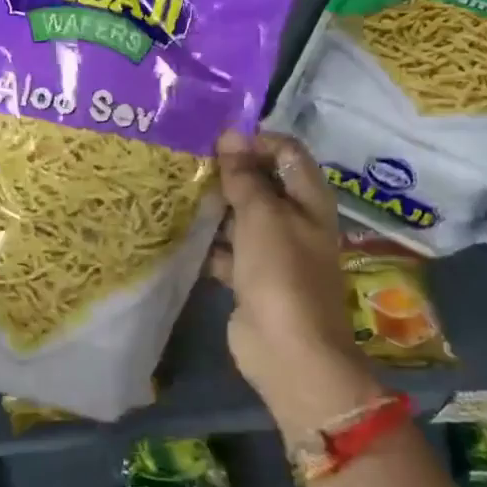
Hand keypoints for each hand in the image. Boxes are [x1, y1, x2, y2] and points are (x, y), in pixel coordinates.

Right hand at [208, 131, 382, 438]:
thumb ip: (245, 177)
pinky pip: (227, 250)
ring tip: (177, 190)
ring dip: (215, 207)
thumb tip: (230, 135)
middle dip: (229, 172)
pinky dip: (208, 243)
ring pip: (241, 218)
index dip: (256, 140)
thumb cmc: (282, 273)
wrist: (288, 350)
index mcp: (309, 201)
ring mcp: (272, 252)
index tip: (217, 140)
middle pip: (262, 184)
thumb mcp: (262, 216)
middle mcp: (294, 221)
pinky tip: (179, 232)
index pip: (287, 152)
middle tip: (189, 161)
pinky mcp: (250, 278)